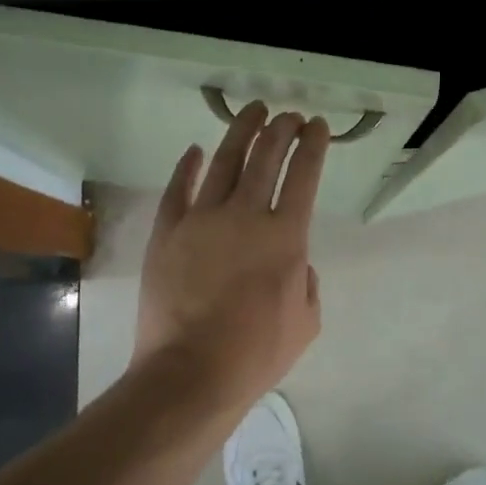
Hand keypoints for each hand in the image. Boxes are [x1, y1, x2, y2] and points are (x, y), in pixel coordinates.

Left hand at [133, 103, 329, 405]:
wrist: (190, 373)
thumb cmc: (255, 353)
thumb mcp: (306, 322)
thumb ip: (307, 282)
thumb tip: (294, 262)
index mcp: (286, 237)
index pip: (305, 176)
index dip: (313, 146)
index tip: (318, 126)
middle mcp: (246, 216)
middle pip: (266, 157)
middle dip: (281, 129)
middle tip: (288, 115)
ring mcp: (201, 220)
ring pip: (224, 162)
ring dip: (241, 132)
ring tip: (252, 112)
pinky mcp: (167, 232)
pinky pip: (178, 189)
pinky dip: (187, 167)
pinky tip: (194, 151)